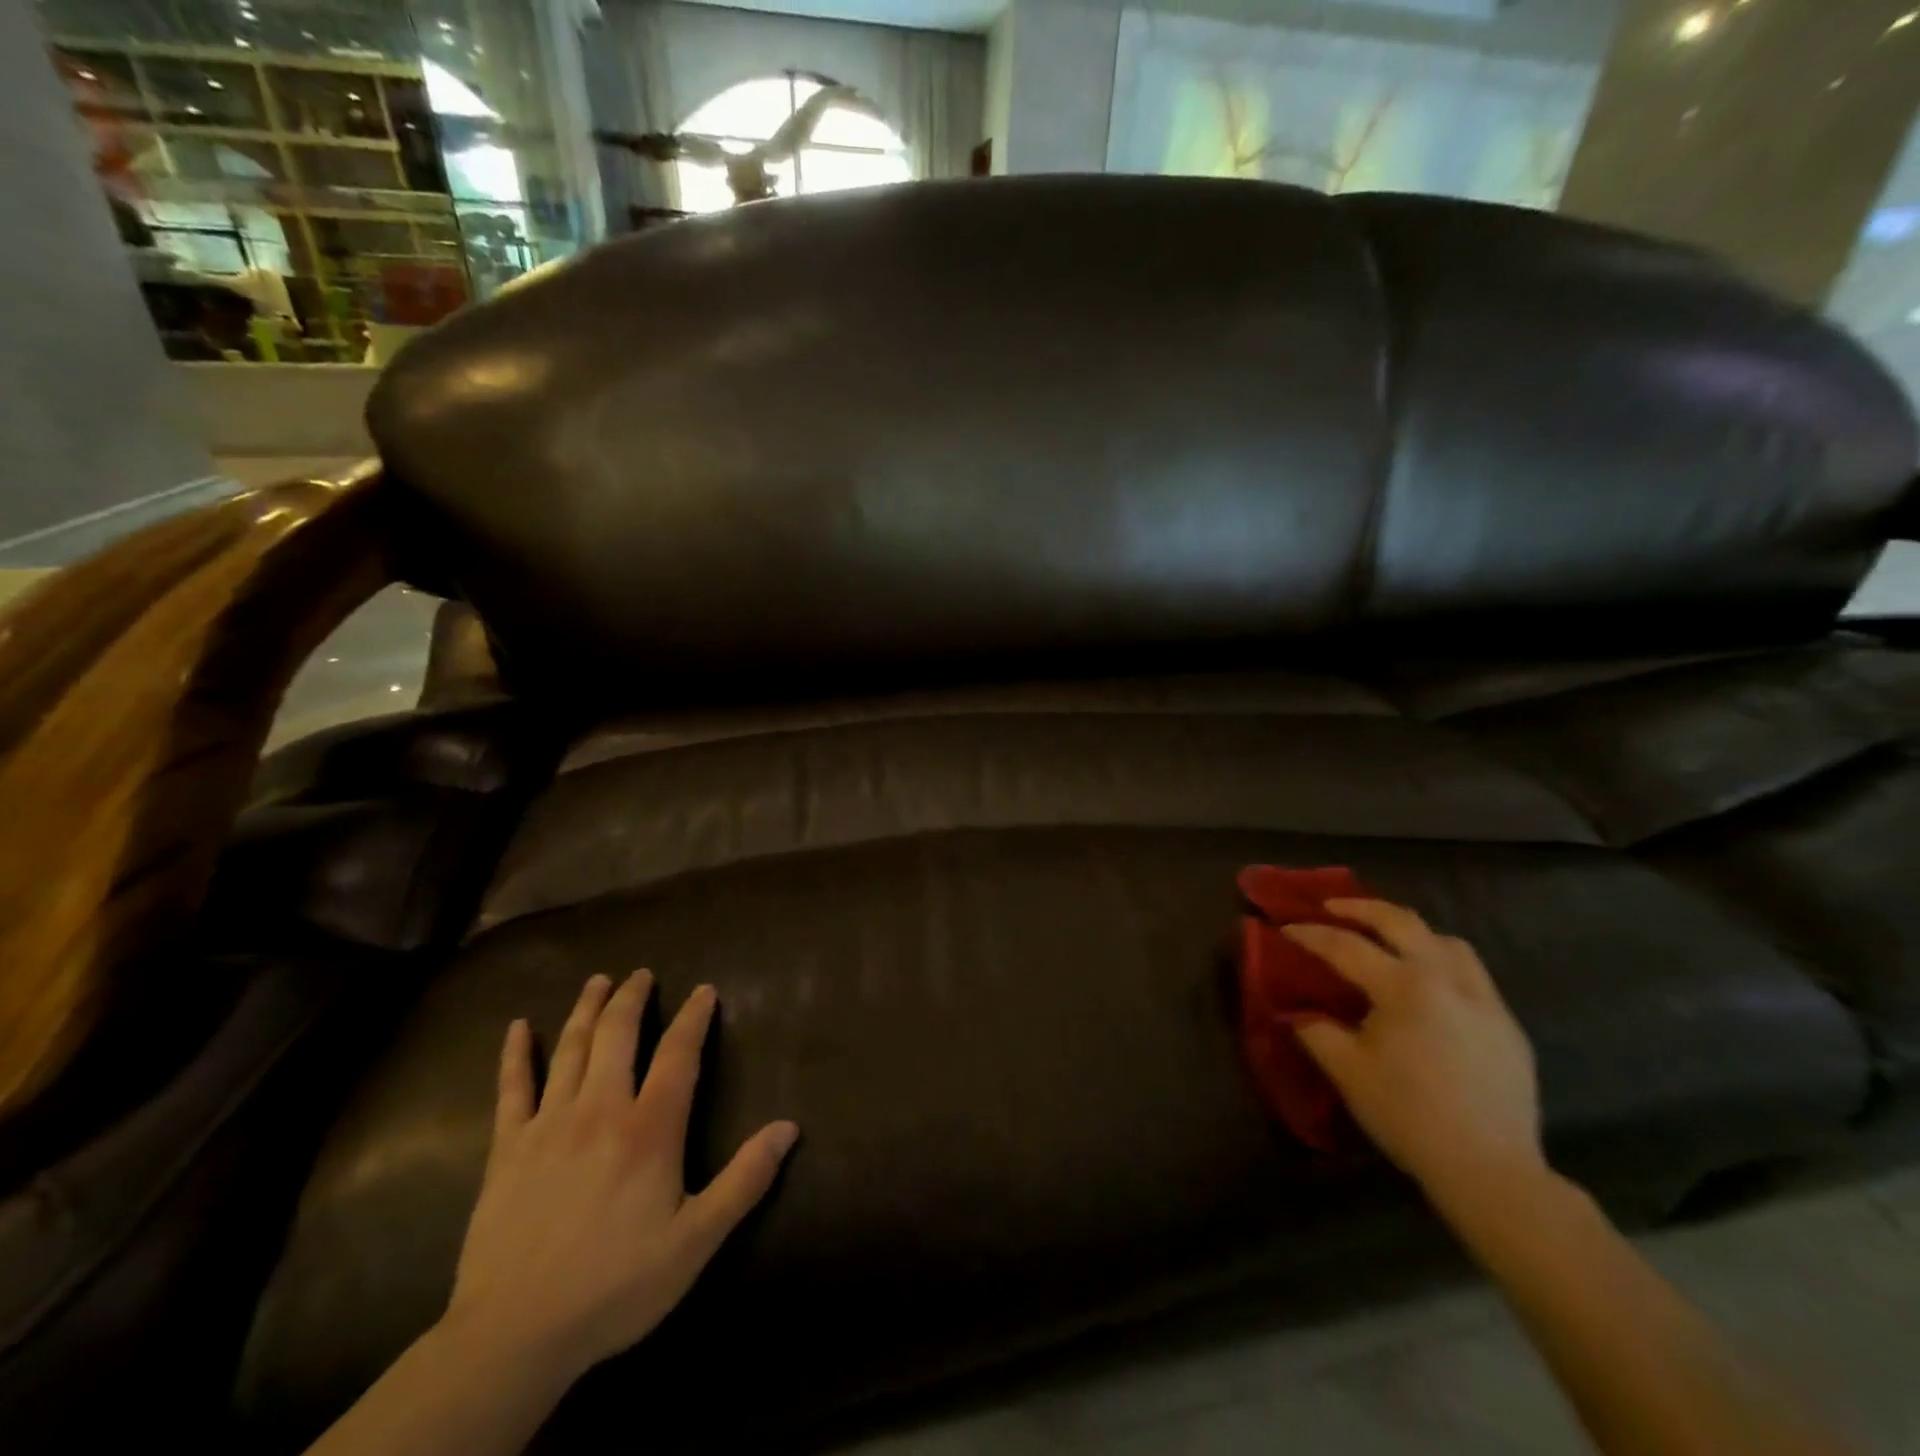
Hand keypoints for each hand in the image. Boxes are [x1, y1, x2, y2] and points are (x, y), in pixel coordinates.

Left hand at [443, 972, 798, 1381]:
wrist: (513, 1336)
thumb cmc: (616, 1285)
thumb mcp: (696, 1240)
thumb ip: (745, 1180)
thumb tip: (790, 1127)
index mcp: (649, 1128)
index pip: (678, 1054)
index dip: (694, 1018)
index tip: (705, 990)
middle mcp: (600, 1110)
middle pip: (617, 1036)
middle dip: (631, 999)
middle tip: (641, 974)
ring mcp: (548, 1125)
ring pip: (570, 1050)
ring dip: (586, 1010)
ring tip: (597, 981)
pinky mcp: (506, 1149)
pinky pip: (511, 1089)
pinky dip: (516, 1054)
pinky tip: (517, 1028)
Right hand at [1282, 901, 1542, 1207]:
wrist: (1491, 1170)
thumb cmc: (1409, 1116)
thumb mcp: (1347, 1072)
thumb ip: (1316, 1031)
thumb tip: (1295, 1012)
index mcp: (1404, 987)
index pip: (1347, 946)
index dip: (1311, 934)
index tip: (1284, 927)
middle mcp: (1447, 980)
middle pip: (1402, 922)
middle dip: (1361, 908)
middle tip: (1332, 908)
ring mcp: (1485, 1001)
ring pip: (1447, 941)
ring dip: (1411, 931)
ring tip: (1387, 940)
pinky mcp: (1507, 1026)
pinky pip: (1472, 974)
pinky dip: (1442, 962)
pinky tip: (1429, 987)